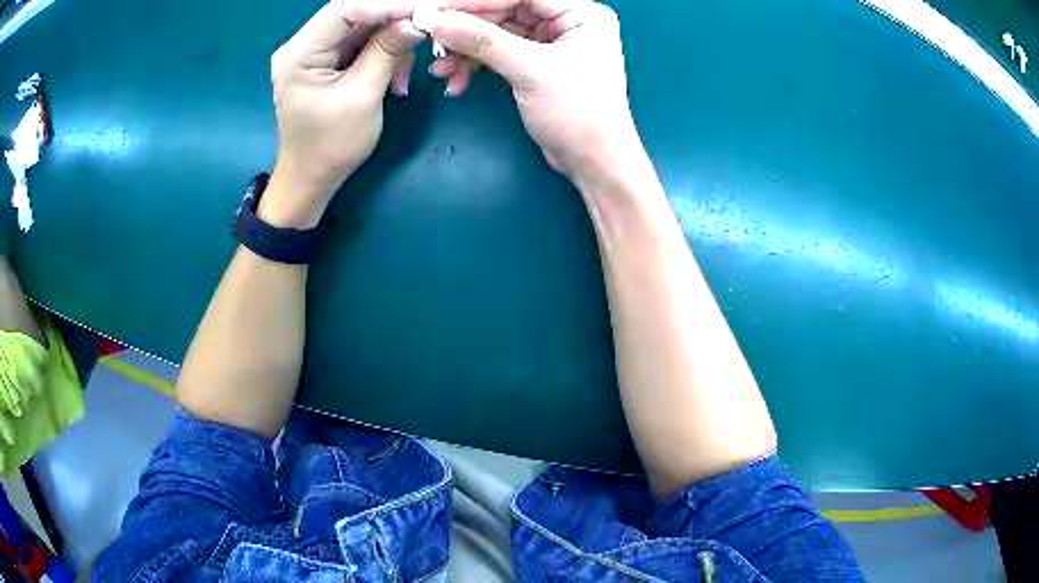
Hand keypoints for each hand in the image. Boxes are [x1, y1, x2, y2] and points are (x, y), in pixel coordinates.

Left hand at [268, 1, 423, 217]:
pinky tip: (394, 79)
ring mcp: (317, 51)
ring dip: (393, 43)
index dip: (387, 5)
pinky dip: (386, 54)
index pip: (345, 8)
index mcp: (300, 53)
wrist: (311, 178)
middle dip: (395, 20)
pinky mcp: (330, 60)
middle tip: (427, 30)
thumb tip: (417, 20)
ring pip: (365, 26)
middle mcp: (305, 44)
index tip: (425, 11)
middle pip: (356, 13)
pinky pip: (364, 42)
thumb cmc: (330, 146)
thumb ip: (387, 52)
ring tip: (402, 77)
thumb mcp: (362, 97)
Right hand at [417, 0, 643, 184]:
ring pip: (497, 34)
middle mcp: (567, 22)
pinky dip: (476, 65)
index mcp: (581, 13)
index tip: (439, 9)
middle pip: (506, 11)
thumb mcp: (530, 70)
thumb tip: (436, 20)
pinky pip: (498, 54)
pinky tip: (456, 80)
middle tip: (433, 39)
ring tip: (441, 69)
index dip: (478, 2)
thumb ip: (482, 41)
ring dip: (466, 51)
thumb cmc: (578, 113)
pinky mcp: (536, 64)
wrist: (592, 162)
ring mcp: (551, 43)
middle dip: (467, 30)